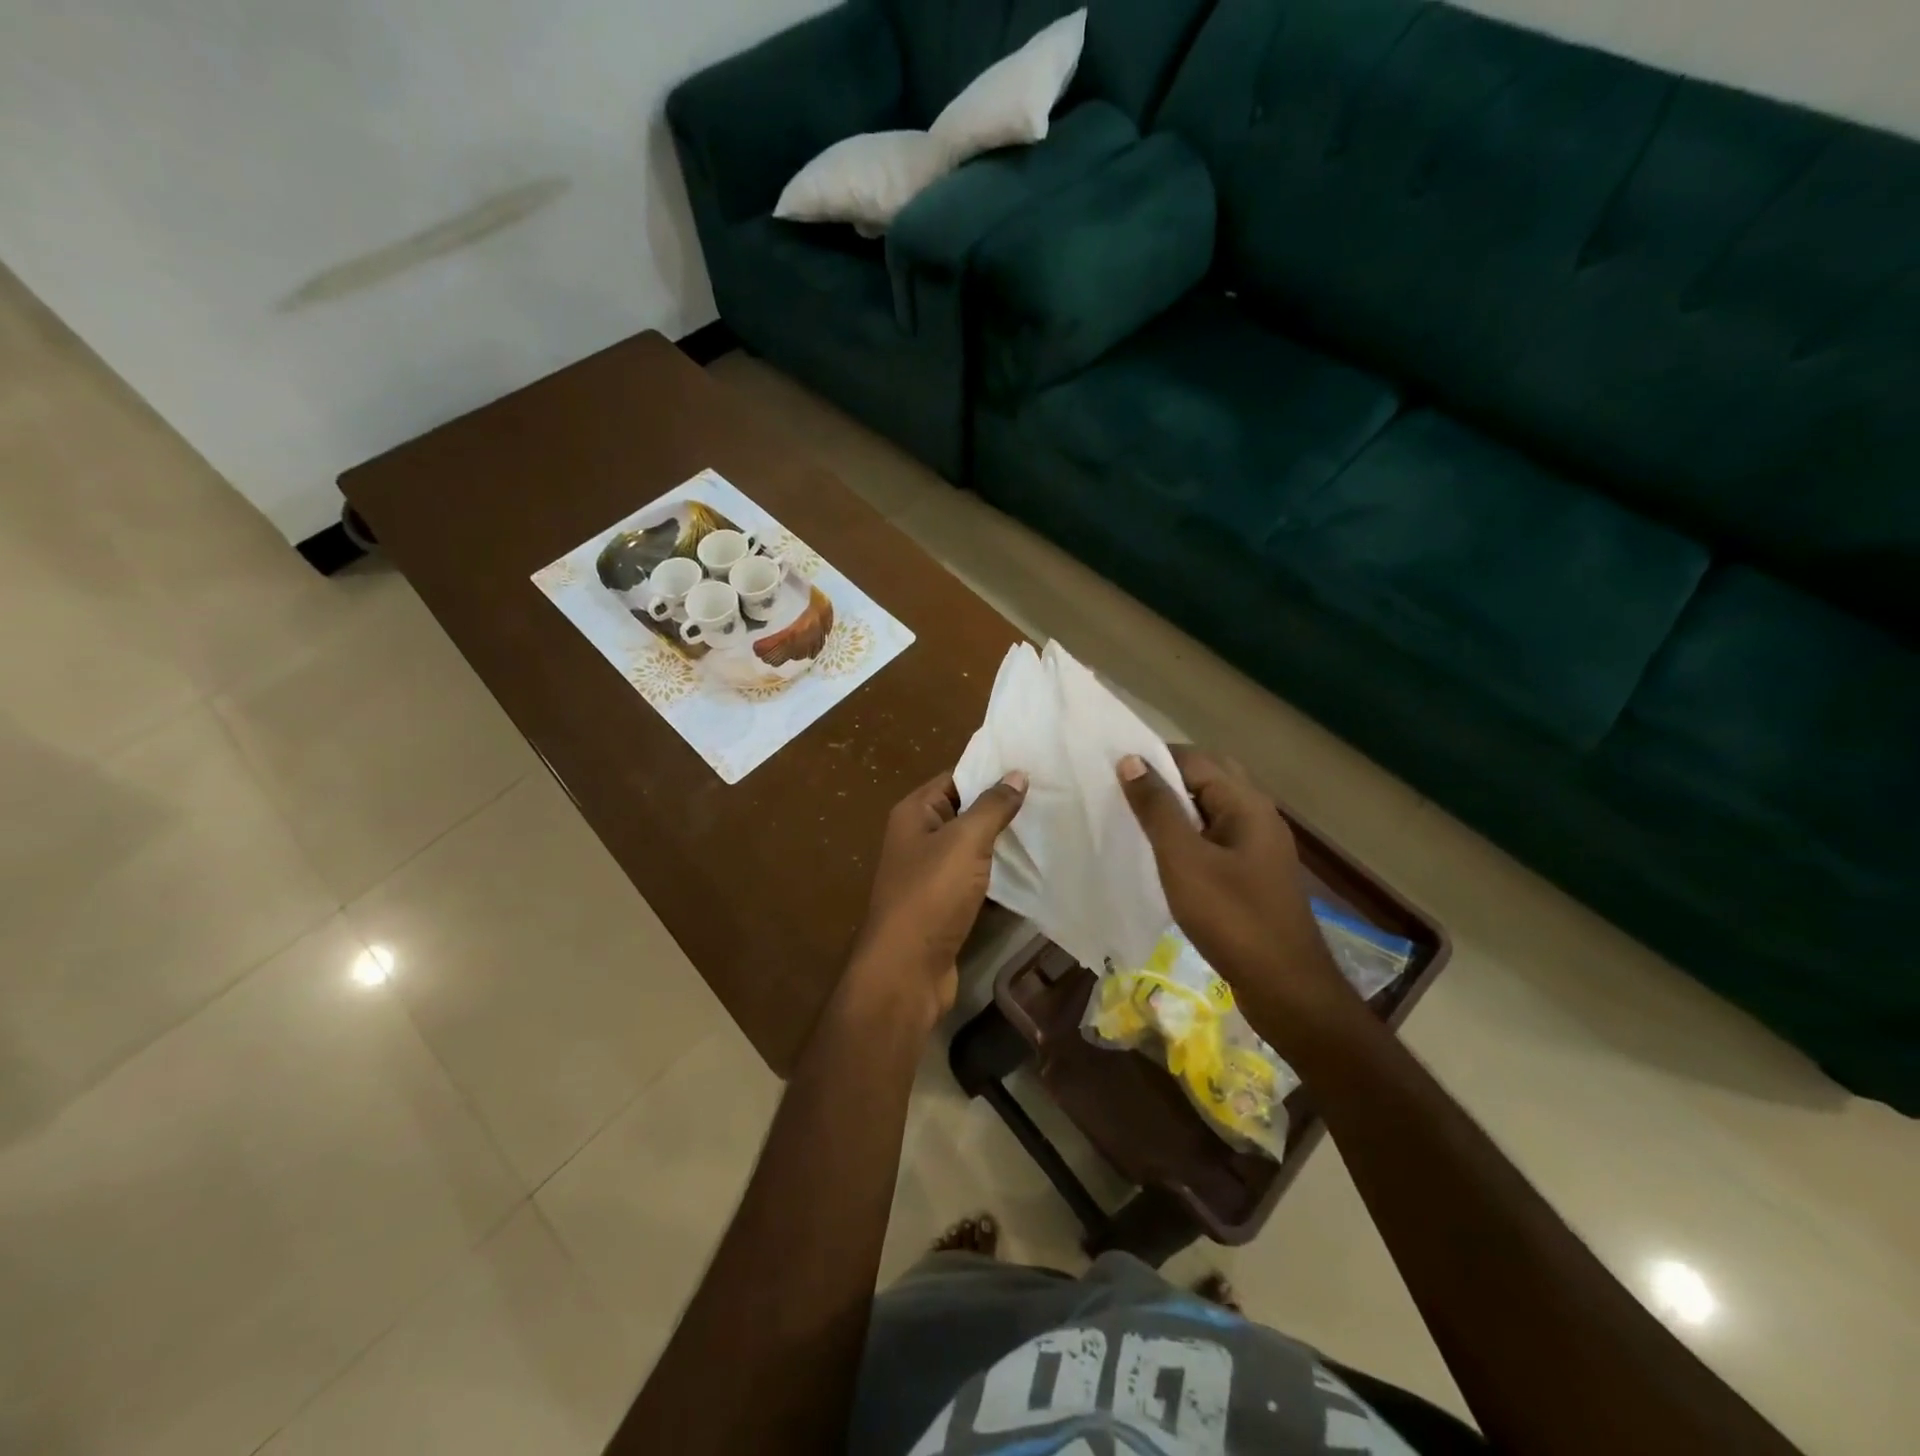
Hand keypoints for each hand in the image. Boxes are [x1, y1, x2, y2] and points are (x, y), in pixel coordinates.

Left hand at [849, 769, 1028, 1026]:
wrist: (906, 970)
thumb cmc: (931, 895)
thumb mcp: (965, 841)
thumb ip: (992, 806)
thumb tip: (1017, 774)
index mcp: (915, 813)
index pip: (955, 777)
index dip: (990, 770)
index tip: (1033, 765)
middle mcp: (918, 837)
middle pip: (965, 811)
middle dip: (1002, 806)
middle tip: (1051, 794)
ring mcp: (931, 873)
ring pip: (973, 847)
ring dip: (1004, 841)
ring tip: (1050, 825)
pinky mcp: (945, 904)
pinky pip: (976, 878)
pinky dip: (1000, 873)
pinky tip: (1033, 868)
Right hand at [1117, 747, 1351, 1029]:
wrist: (1285, 987)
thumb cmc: (1231, 918)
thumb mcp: (1183, 860)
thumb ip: (1157, 809)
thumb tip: (1131, 760)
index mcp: (1246, 803)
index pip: (1195, 759)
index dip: (1155, 759)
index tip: (1114, 770)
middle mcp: (1258, 815)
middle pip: (1209, 778)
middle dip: (1167, 779)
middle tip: (1125, 792)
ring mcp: (1260, 846)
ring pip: (1213, 808)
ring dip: (1178, 807)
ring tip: (1137, 819)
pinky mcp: (1255, 873)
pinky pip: (1217, 836)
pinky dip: (1190, 833)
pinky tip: (1166, 854)